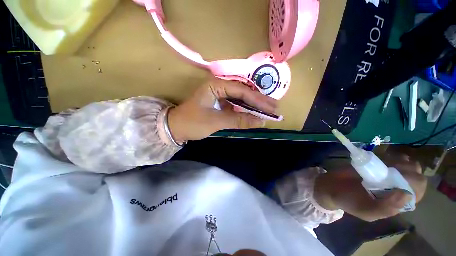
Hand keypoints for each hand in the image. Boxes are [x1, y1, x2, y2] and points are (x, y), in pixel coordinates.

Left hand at [168, 79, 277, 142]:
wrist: (176, 128)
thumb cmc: (192, 122)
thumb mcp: (216, 121)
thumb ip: (238, 120)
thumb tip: (260, 121)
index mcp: (216, 85)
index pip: (242, 91)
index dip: (257, 100)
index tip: (271, 108)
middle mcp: (219, 86)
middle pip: (243, 92)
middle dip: (259, 101)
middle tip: (274, 108)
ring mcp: (220, 95)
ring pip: (240, 98)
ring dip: (253, 105)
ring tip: (268, 110)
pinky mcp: (220, 103)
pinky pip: (236, 105)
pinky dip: (245, 110)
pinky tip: (254, 113)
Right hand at [314, 153, 426, 221]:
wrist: (331, 186)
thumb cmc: (349, 201)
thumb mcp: (366, 211)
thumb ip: (386, 208)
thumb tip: (406, 194)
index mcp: (397, 202)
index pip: (417, 192)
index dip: (415, 184)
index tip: (400, 177)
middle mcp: (396, 188)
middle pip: (416, 177)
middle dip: (410, 170)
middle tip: (393, 167)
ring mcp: (388, 175)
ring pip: (408, 166)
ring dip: (403, 161)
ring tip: (388, 162)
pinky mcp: (377, 165)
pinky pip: (393, 158)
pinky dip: (393, 156)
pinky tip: (384, 157)